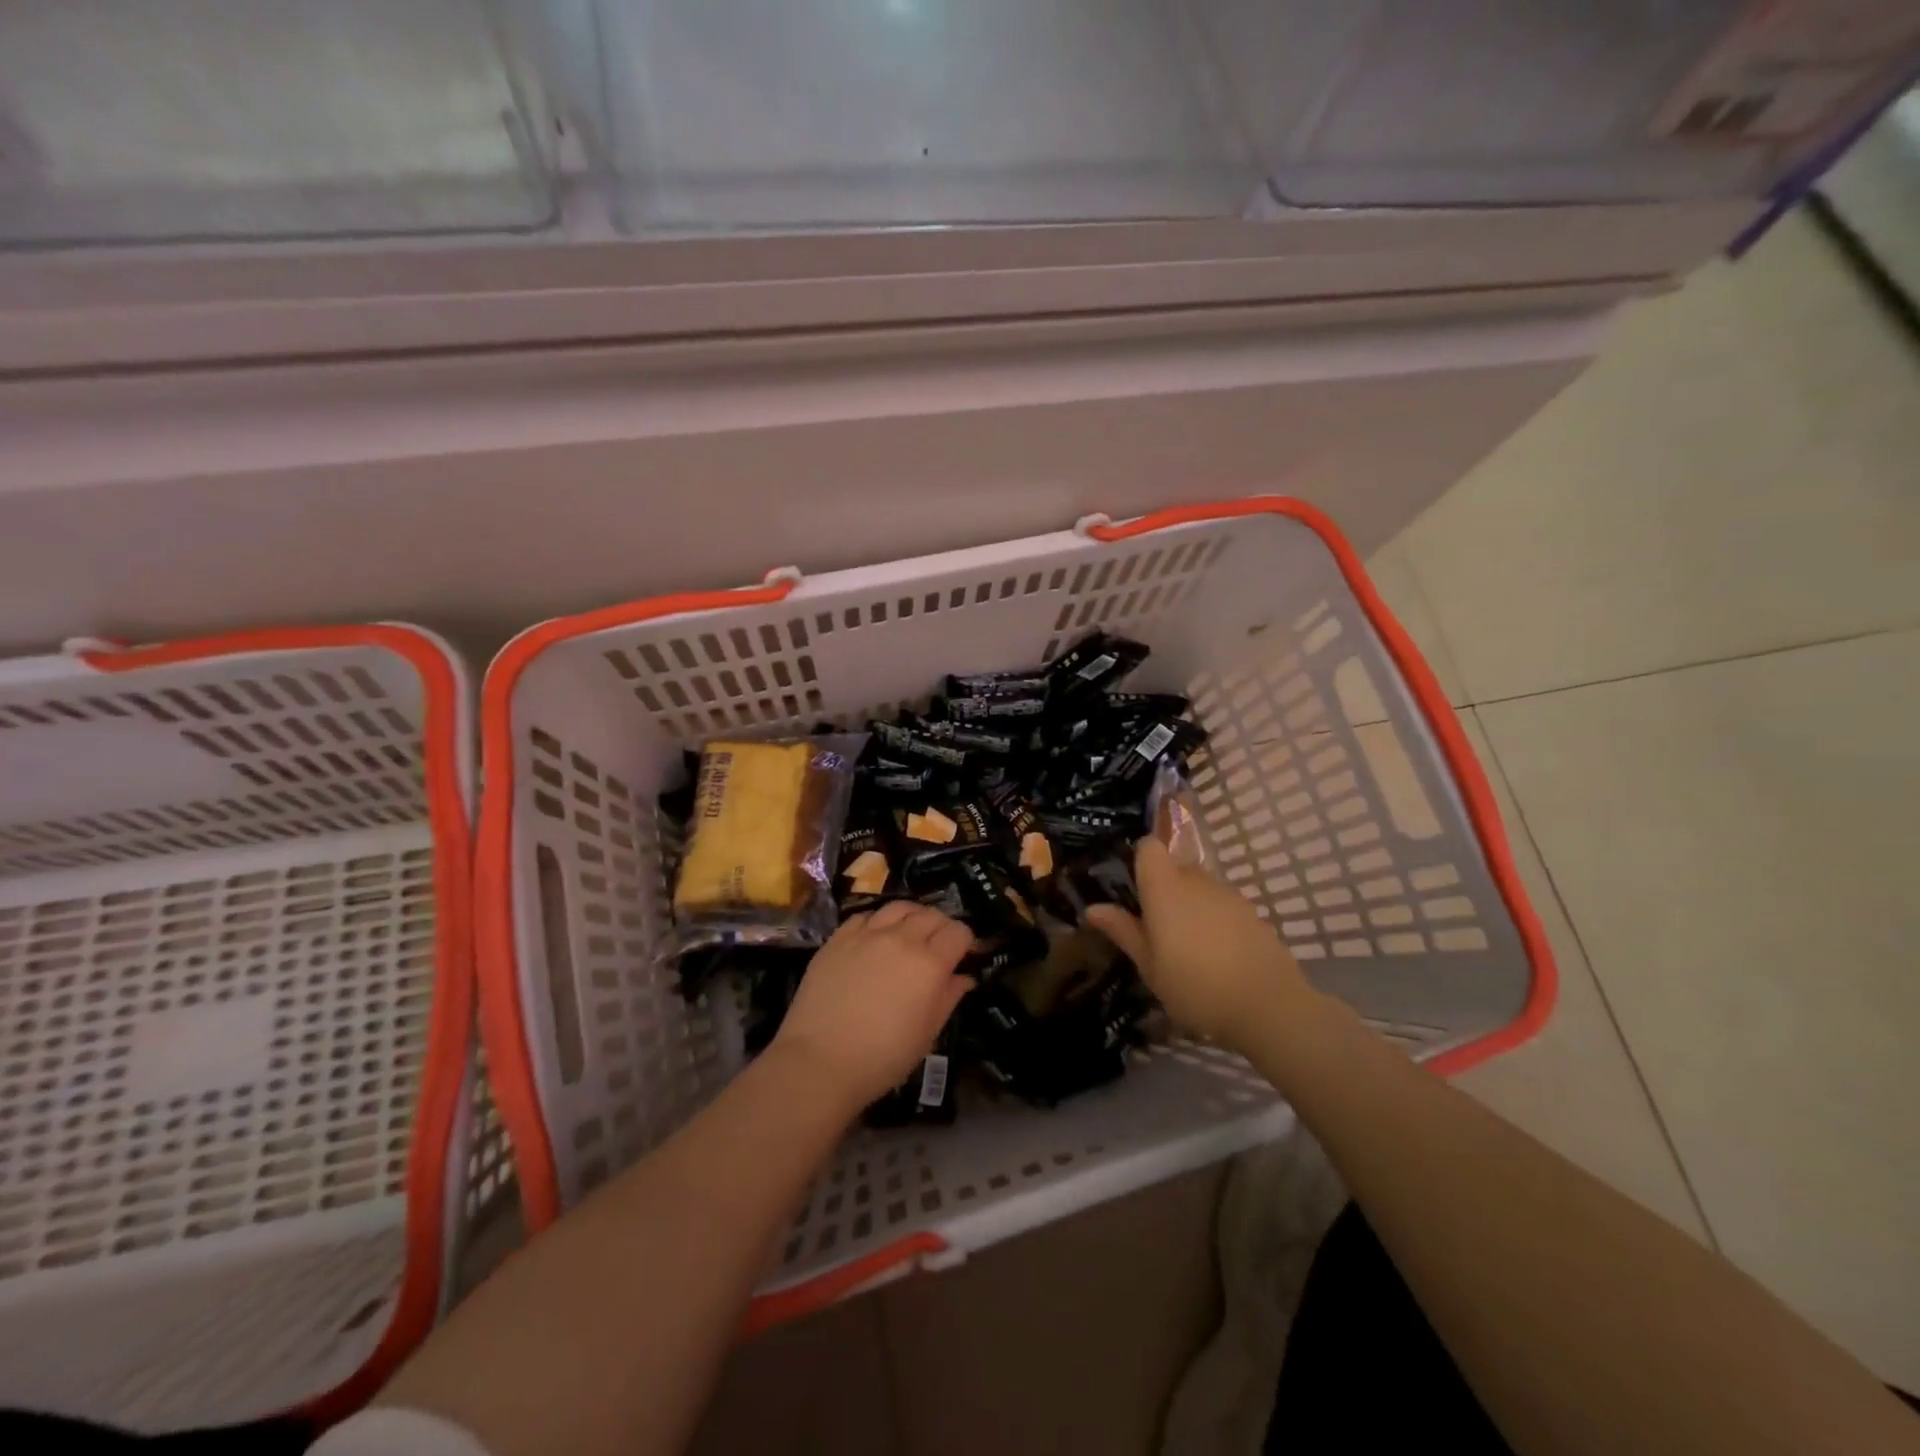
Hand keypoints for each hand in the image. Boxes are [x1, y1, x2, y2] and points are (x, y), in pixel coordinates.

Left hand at [773, 901, 974, 1111]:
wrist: (819, 1061)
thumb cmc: (882, 1057)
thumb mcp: (927, 1034)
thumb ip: (948, 998)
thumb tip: (963, 977)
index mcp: (929, 963)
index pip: (958, 932)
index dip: (966, 941)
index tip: (964, 955)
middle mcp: (901, 939)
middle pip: (931, 915)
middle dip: (942, 926)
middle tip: (939, 946)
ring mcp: (867, 934)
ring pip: (899, 907)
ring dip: (912, 916)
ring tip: (910, 932)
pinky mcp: (838, 938)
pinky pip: (865, 916)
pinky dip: (878, 921)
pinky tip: (876, 936)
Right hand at [1086, 838, 1314, 1051]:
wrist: (1268, 1005)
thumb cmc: (1194, 985)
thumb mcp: (1149, 965)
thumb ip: (1123, 931)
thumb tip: (1093, 908)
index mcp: (1165, 887)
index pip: (1149, 847)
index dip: (1139, 859)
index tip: (1132, 888)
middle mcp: (1197, 880)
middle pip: (1174, 867)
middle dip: (1162, 889)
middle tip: (1154, 929)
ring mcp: (1229, 895)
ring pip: (1200, 888)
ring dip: (1189, 906)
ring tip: (1186, 948)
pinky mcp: (1252, 913)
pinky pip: (1222, 906)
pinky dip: (1214, 921)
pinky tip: (1216, 956)